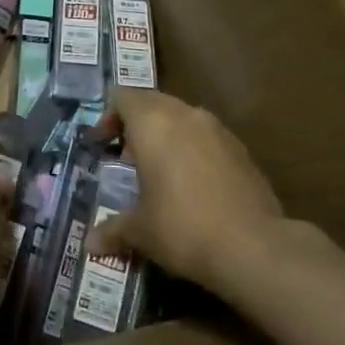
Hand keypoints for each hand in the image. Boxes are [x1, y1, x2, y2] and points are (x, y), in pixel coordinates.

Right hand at [87, 88, 303, 296]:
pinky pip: (206, 137)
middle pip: (152, 102)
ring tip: (160, 173)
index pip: (122, 97)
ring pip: (181, 117)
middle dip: (136, 125)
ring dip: (166, 135)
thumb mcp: (140, 232)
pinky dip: (193, 149)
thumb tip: (89, 244)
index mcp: (152, 122)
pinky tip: (193, 185)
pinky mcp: (241, 149)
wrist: (255, 248)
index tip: (102, 145)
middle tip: (127, 159)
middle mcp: (184, 114)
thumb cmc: (183, 228)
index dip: (108, 117)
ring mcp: (217, 129)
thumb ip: (113, 230)